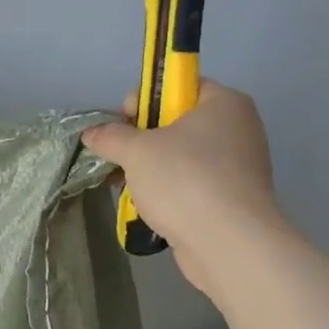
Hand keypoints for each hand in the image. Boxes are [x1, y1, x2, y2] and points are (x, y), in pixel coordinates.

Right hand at [80, 80, 284, 292]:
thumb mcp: (136, 151)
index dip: (144, 99)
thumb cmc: (185, 180)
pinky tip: (143, 204)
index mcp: (224, 103)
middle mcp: (237, 128)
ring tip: (123, 183)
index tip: (122, 123)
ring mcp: (237, 165)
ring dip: (149, 167)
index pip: (177, 85)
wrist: (228, 243)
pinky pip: (191, 183)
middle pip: (177, 122)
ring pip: (181, 156)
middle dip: (141, 138)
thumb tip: (91, 133)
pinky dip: (167, 190)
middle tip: (119, 156)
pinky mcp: (231, 197)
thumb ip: (110, 137)